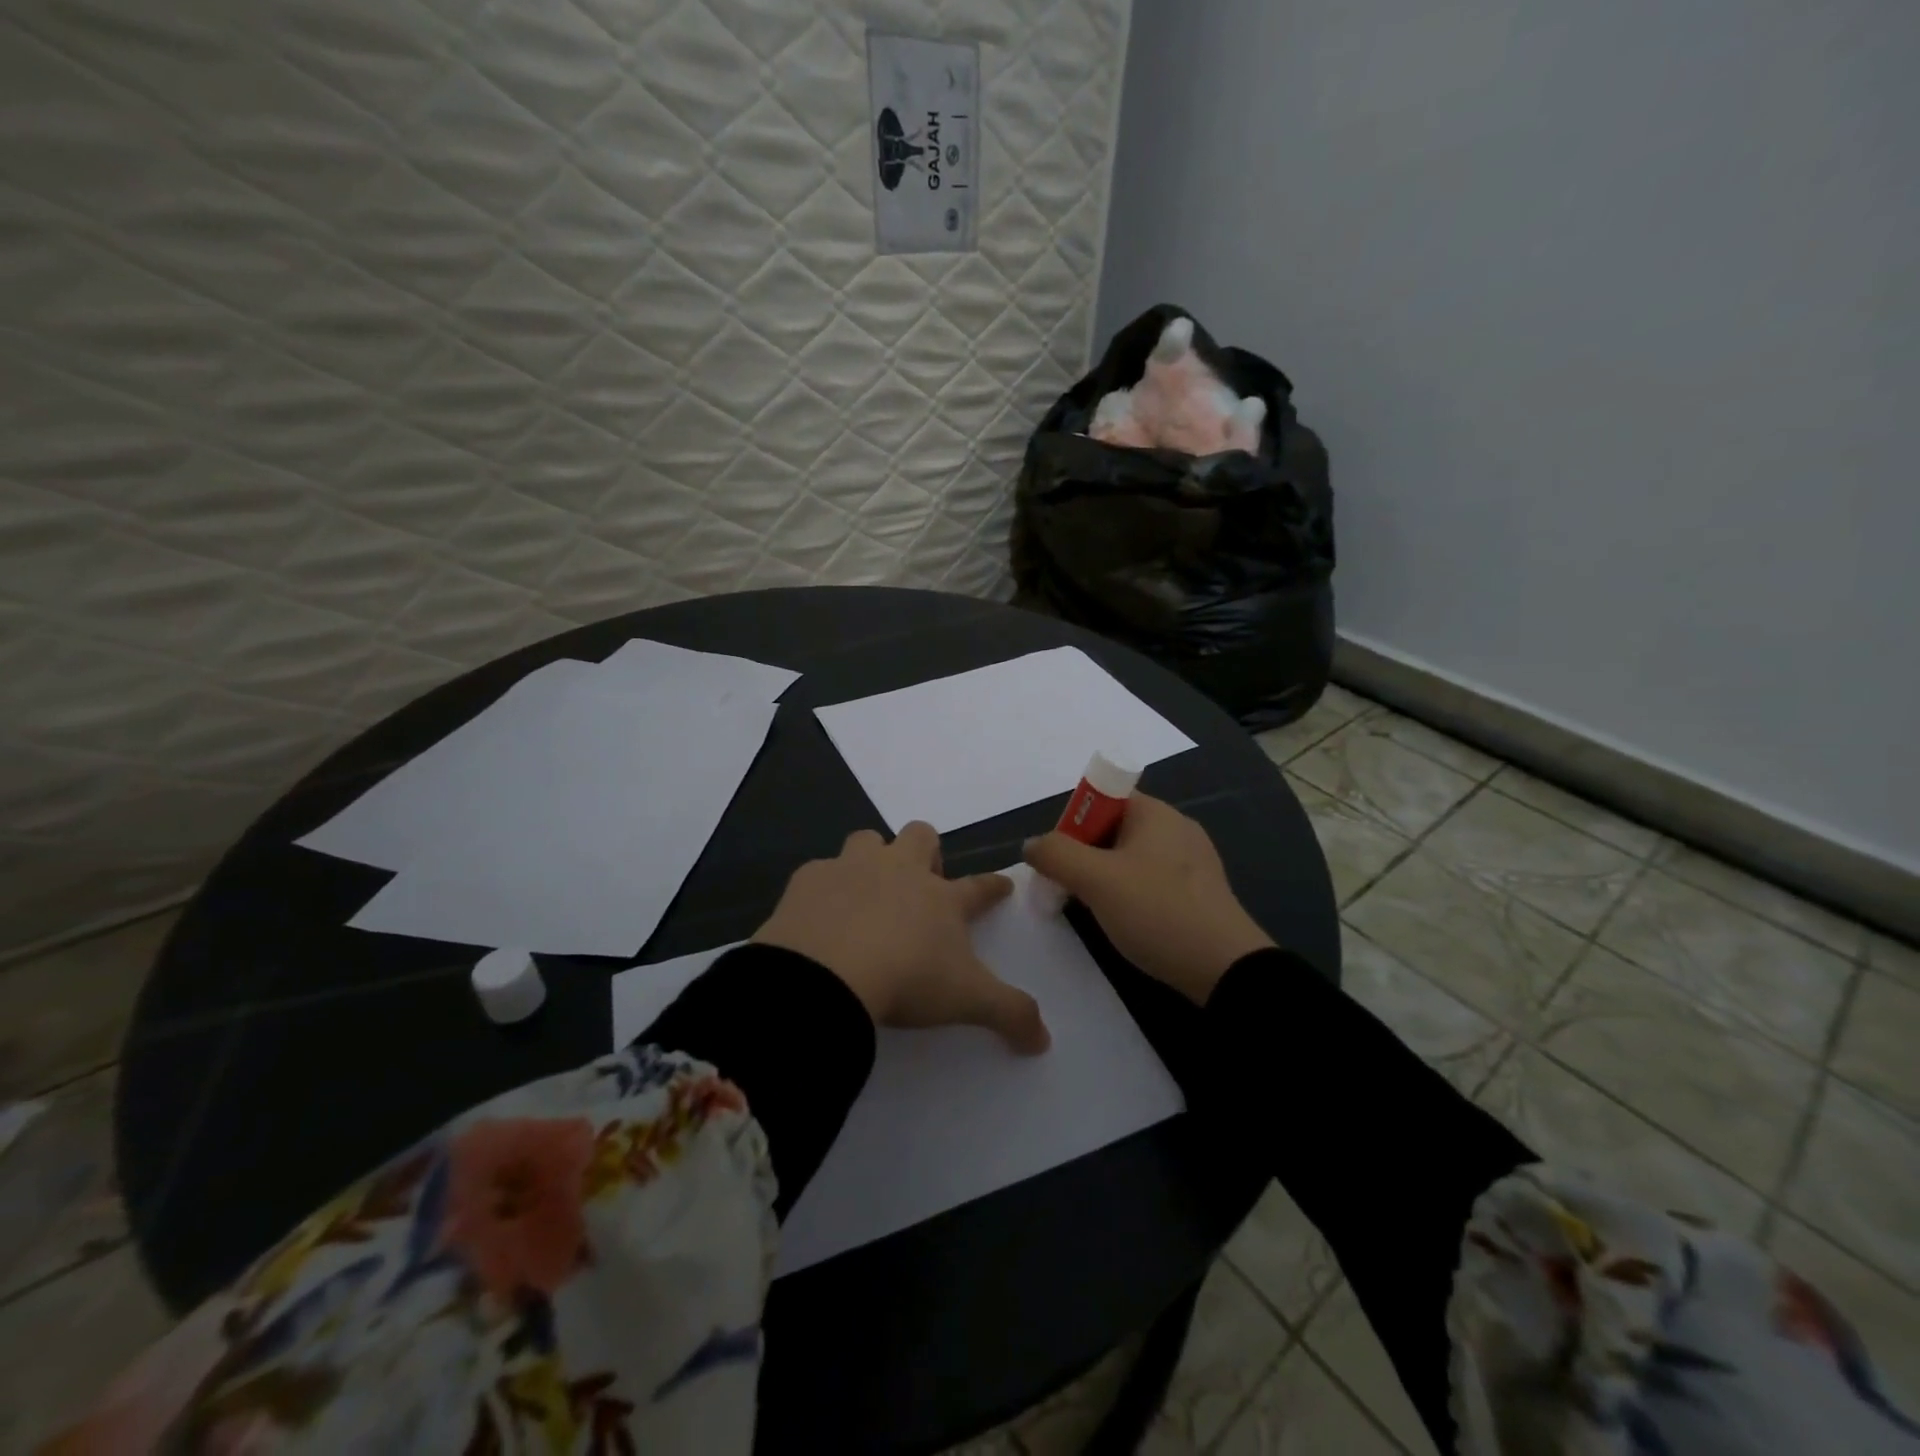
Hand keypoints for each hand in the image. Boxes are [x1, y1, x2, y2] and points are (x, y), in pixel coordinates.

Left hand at [753, 823, 1050, 1052]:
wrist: (825, 974)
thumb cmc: (906, 979)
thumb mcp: (968, 1001)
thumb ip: (1010, 1015)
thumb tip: (1044, 1040)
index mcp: (942, 898)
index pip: (979, 887)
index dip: (994, 886)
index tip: (1002, 885)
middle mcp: (900, 871)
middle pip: (922, 836)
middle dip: (927, 851)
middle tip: (922, 881)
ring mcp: (852, 869)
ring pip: (868, 839)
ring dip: (872, 857)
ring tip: (868, 888)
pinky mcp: (809, 879)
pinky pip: (819, 871)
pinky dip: (824, 888)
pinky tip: (818, 913)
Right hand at [1023, 793, 1273, 1004]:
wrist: (1226, 970)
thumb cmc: (1158, 912)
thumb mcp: (1096, 881)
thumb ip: (1056, 855)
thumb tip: (1032, 845)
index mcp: (1154, 812)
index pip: (1102, 799)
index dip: (1074, 824)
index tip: (1061, 860)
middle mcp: (1176, 827)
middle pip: (1113, 828)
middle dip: (1084, 855)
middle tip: (1068, 889)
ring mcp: (1192, 860)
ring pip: (1130, 858)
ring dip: (1104, 878)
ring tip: (1092, 910)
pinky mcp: (1200, 891)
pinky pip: (1151, 881)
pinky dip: (1130, 895)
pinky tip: (1125, 923)